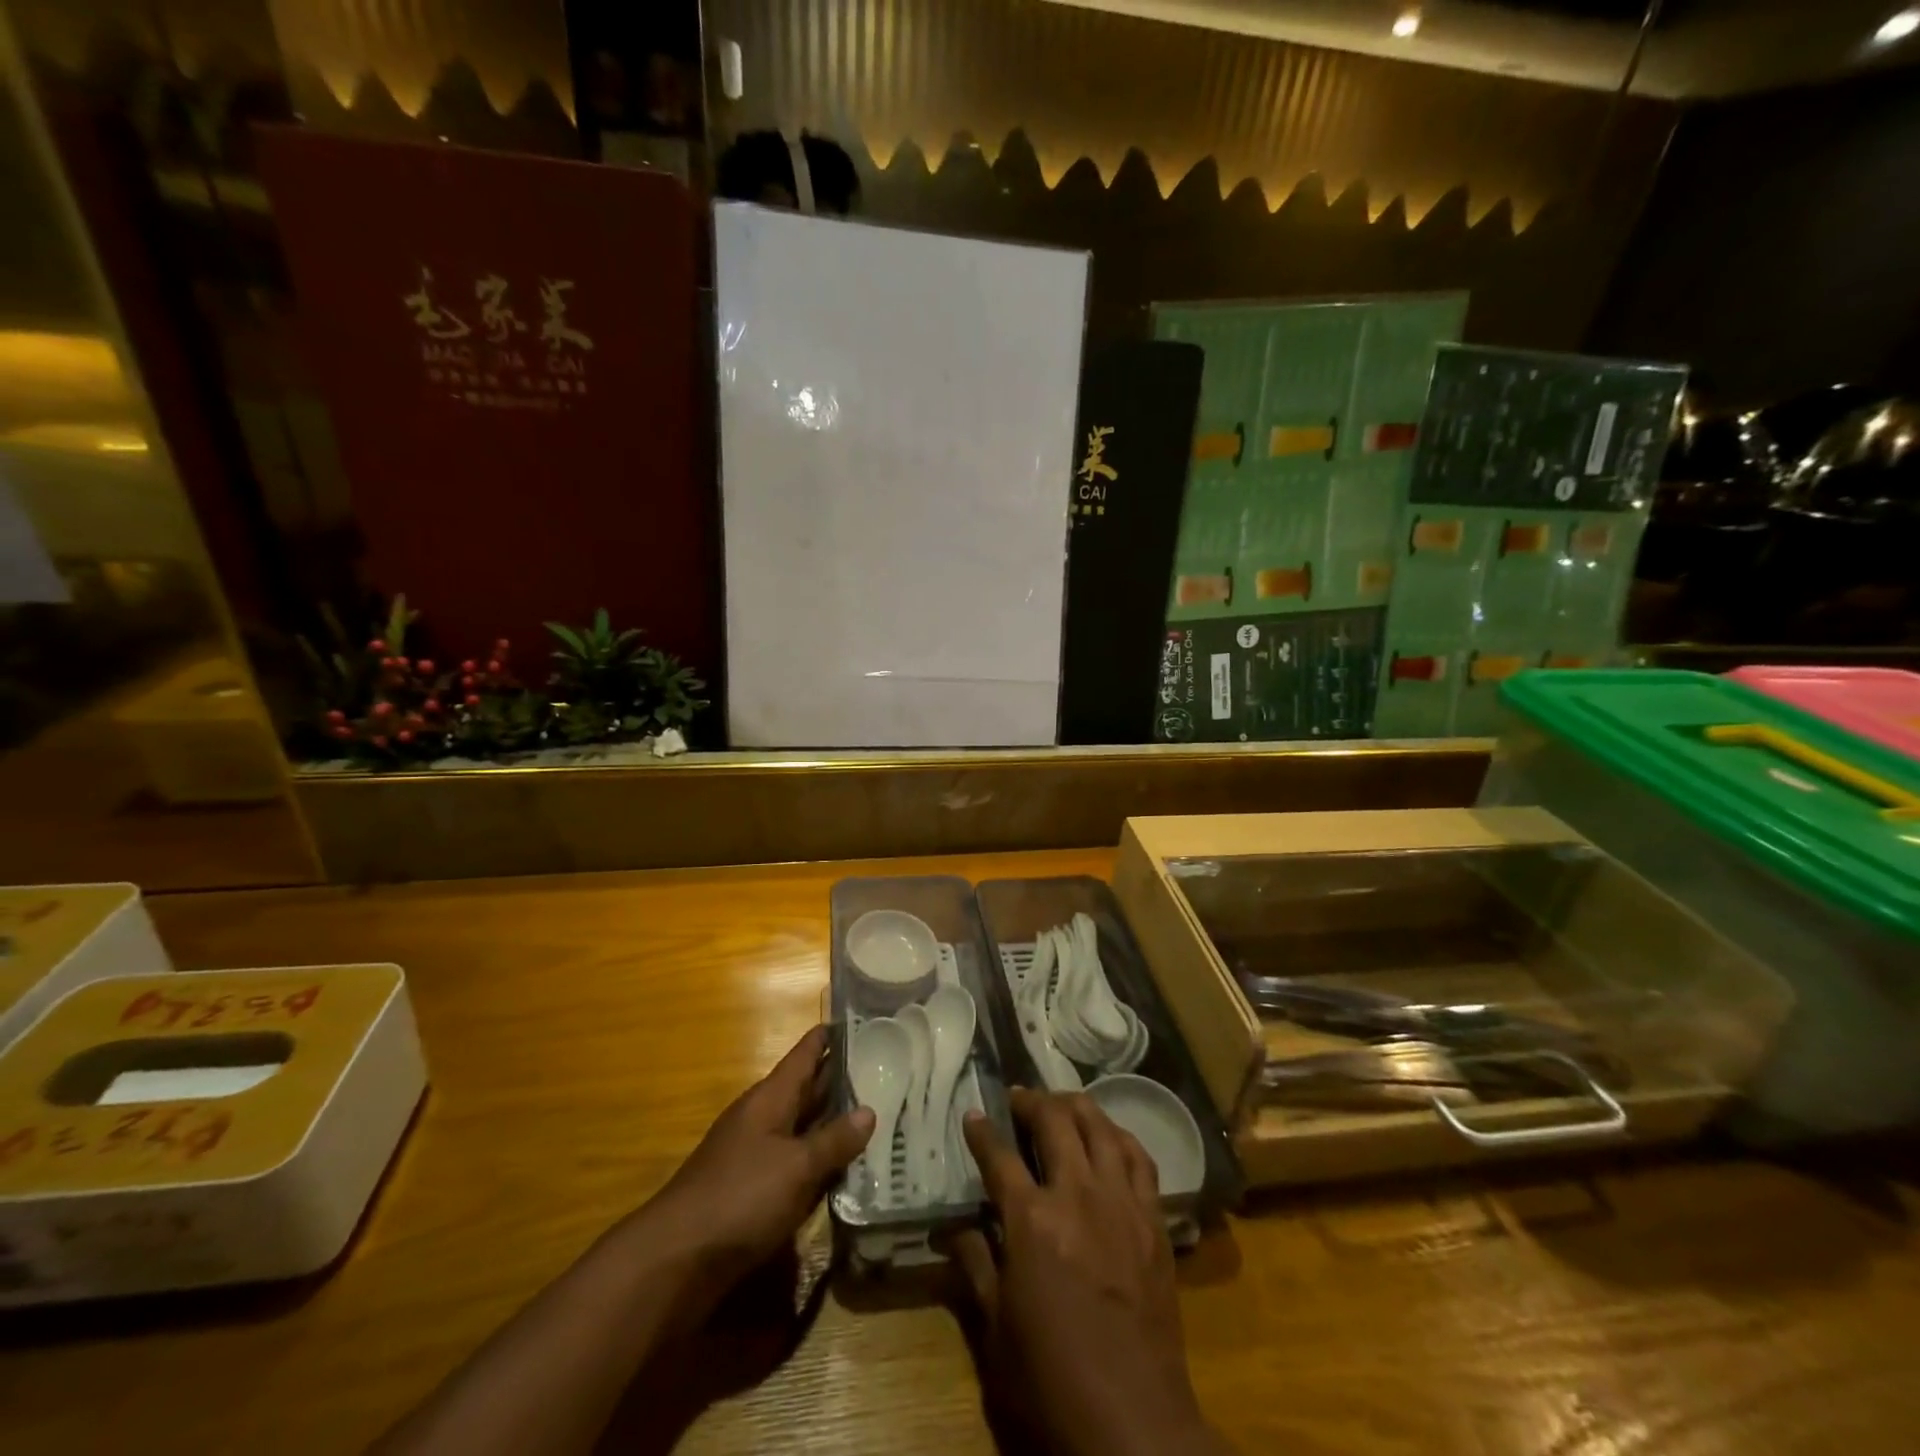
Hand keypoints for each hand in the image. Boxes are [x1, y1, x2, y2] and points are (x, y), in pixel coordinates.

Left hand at [638, 1025, 873, 1297]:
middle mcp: (762, 1119)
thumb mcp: (797, 1166)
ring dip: (832, 1120)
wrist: (676, 1260)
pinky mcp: (752, 1191)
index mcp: (770, 1099)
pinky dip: (819, 1159)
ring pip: (801, 1127)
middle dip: (838, 1078)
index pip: (804, 1055)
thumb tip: (869, 1111)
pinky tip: (844, 1167)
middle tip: (882, 1065)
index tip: (858, 1020)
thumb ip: (833, 1140)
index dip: (828, 1037)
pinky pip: (795, 1162)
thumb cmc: (741, 1197)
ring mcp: (755, 1155)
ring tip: (875, 1110)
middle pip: (805, 1089)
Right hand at [951, 1089, 1225, 1455]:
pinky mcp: (1153, 1220)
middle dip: (1031, 1101)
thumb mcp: (996, 1330)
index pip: (999, 1156)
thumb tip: (952, 1229)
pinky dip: (1120, 1136)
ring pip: (1100, 1127)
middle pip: (1054, 1121)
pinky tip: (1109, 1137)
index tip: (972, 1114)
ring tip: (1060, 1104)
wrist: (1134, 1423)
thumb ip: (975, 1266)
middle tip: (1017, 1098)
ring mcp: (1121, 1203)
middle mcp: (1077, 1196)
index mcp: (1031, 1221)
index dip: (981, 1131)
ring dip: (1076, 1106)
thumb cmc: (1052, 1381)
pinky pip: (1140, 1159)